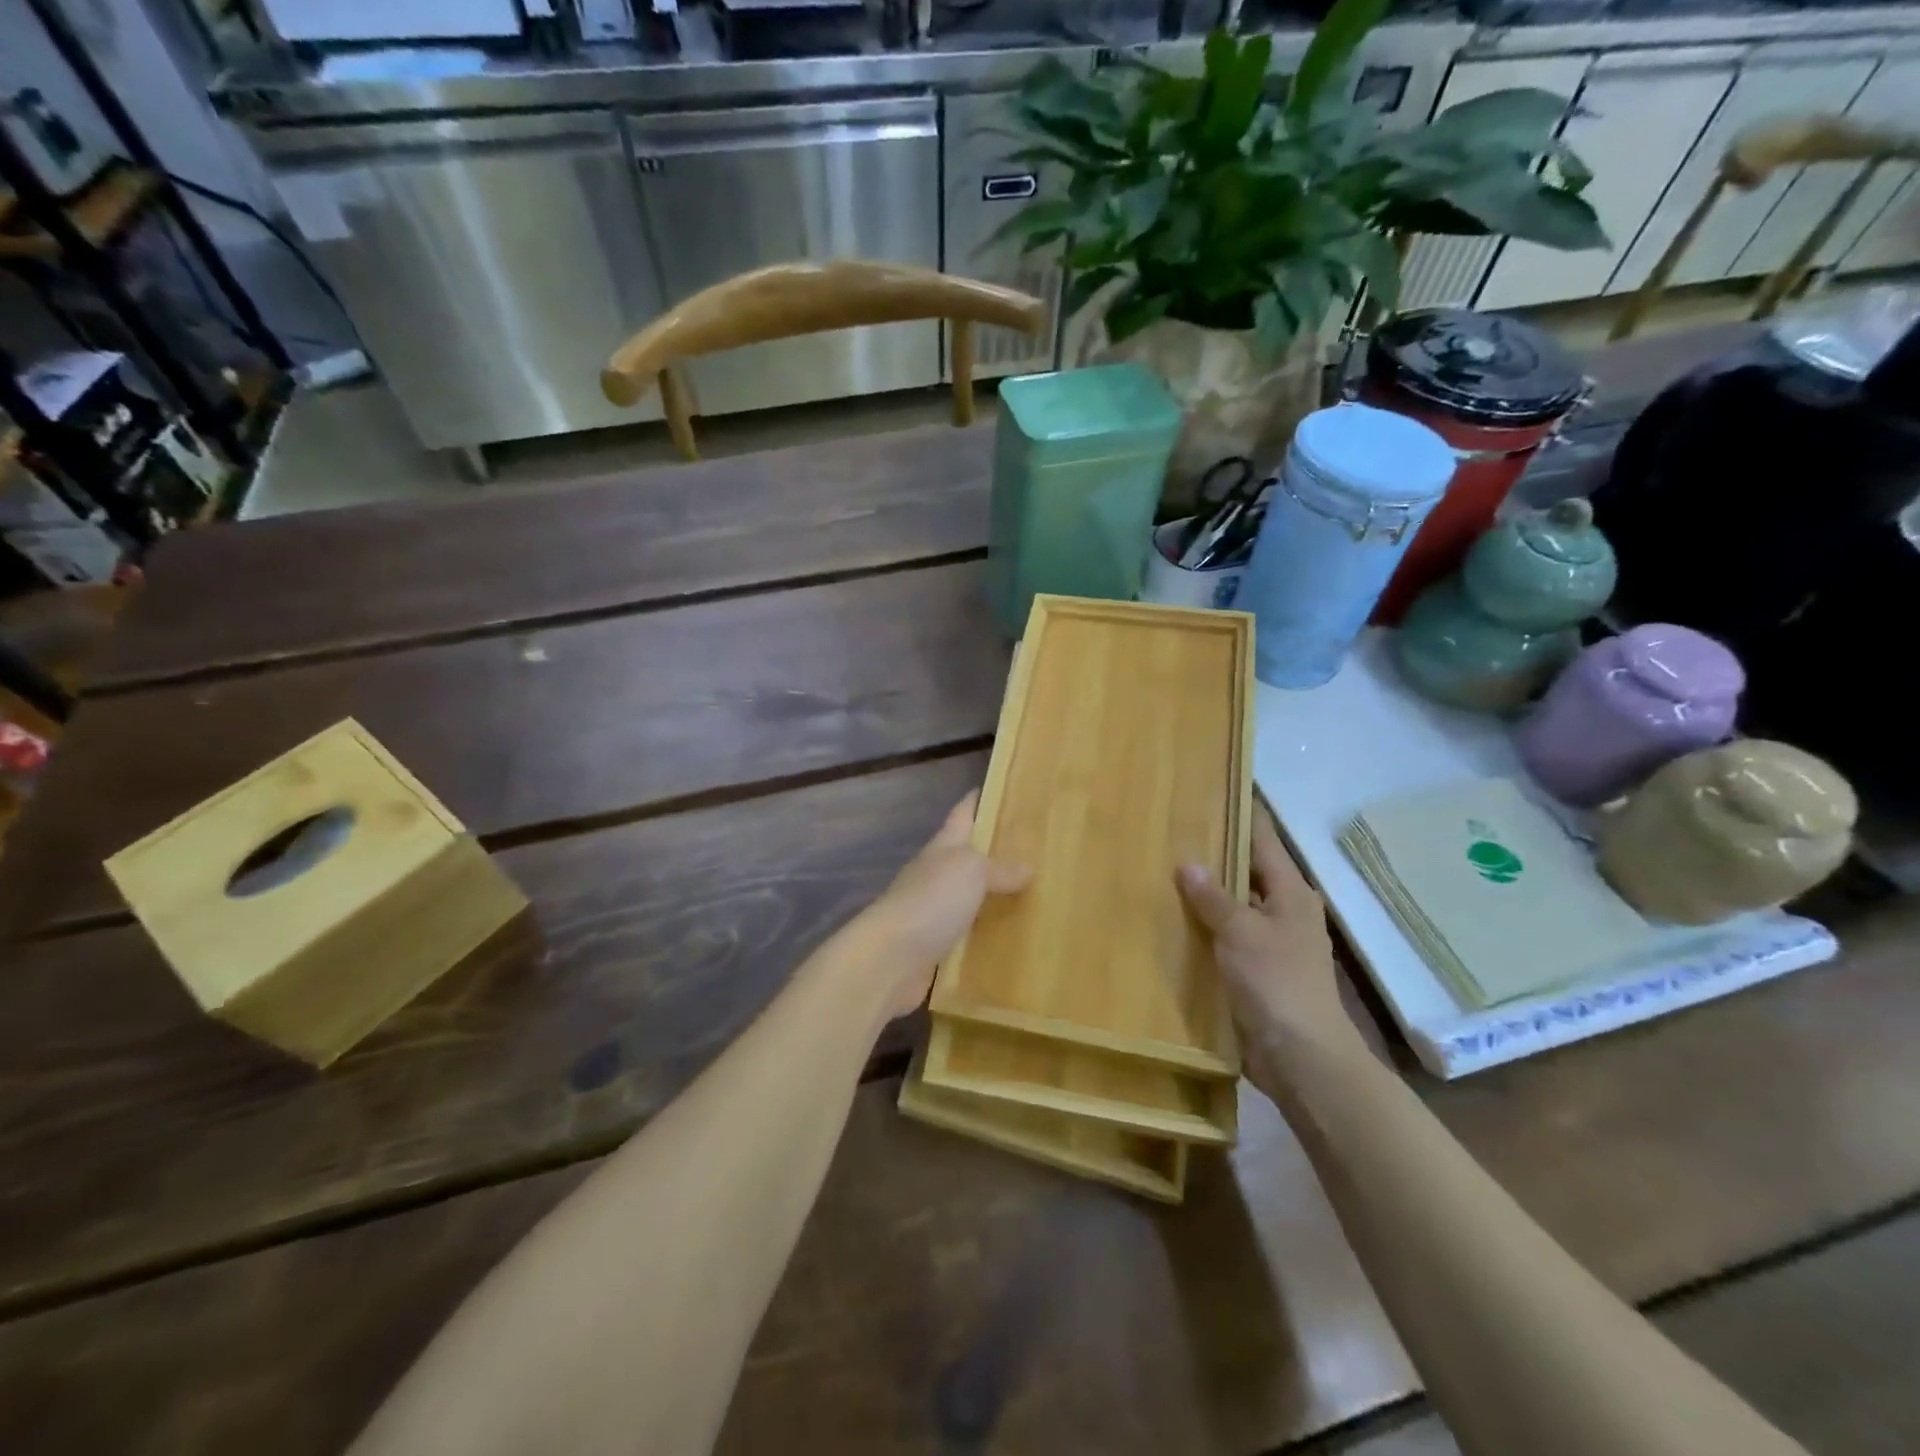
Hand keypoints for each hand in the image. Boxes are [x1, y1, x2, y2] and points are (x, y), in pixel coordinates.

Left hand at [863, 792, 1032, 1018]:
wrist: (890, 958)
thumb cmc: (931, 900)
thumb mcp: (971, 871)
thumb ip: (999, 868)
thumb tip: (1027, 868)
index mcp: (942, 847)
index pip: (962, 813)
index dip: (978, 799)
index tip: (1003, 788)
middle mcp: (935, 874)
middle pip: (966, 855)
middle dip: (994, 850)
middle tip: (1034, 849)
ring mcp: (933, 911)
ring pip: (968, 896)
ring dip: (992, 895)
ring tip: (1031, 894)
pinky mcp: (935, 946)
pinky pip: (967, 933)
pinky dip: (986, 933)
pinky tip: (1010, 937)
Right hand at [1176, 813, 1360, 1089]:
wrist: (1300, 1057)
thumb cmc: (1276, 983)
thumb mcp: (1241, 932)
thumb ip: (1213, 897)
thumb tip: (1188, 863)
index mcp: (1290, 893)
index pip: (1263, 840)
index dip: (1240, 815)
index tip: (1211, 791)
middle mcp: (1283, 911)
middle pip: (1246, 871)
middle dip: (1212, 854)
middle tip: (1170, 831)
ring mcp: (1269, 943)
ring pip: (1233, 906)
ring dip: (1204, 895)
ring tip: (1160, 870)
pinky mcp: (1255, 971)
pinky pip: (1224, 938)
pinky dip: (1203, 928)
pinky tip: (1170, 921)